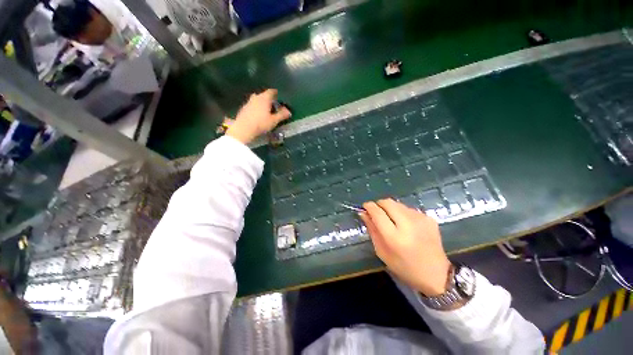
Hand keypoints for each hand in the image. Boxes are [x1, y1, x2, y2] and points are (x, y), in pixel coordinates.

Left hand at [226, 89, 291, 143]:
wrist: (243, 129)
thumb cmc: (261, 124)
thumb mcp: (274, 121)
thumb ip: (281, 115)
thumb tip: (289, 111)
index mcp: (264, 98)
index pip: (271, 91)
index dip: (276, 93)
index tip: (280, 97)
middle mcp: (256, 97)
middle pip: (264, 95)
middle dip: (269, 99)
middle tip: (274, 105)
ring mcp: (248, 102)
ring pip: (257, 99)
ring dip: (262, 103)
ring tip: (266, 110)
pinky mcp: (244, 108)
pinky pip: (252, 105)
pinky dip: (256, 108)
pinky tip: (258, 115)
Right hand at [359, 199, 451, 295]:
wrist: (437, 275)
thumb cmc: (404, 267)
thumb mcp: (382, 252)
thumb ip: (372, 230)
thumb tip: (363, 213)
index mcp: (395, 237)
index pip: (377, 212)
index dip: (369, 206)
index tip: (365, 207)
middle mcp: (408, 224)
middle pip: (388, 202)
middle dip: (379, 205)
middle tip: (378, 214)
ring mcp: (421, 219)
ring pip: (398, 204)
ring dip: (391, 209)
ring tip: (393, 222)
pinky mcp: (429, 218)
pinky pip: (409, 209)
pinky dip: (403, 213)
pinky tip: (406, 225)